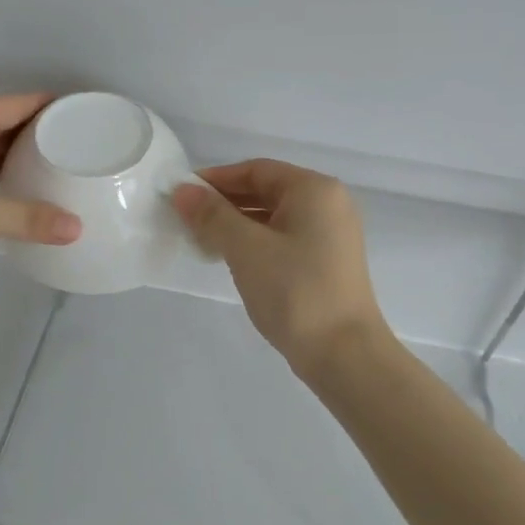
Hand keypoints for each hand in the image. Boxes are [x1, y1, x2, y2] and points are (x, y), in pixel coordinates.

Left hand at [0, 94, 80, 300]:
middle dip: (37, 136)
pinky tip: (16, 192)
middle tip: (82, 148)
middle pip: (0, 125)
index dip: (52, 107)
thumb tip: (78, 229)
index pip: (16, 104)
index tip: (88, 115)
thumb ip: (26, 218)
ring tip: (58, 170)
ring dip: (15, 160)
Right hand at [172, 159, 388, 373]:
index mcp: (314, 190)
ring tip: (202, 241)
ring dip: (237, 225)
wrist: (344, 355)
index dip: (215, 179)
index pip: (256, 170)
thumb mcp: (246, 249)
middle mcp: (328, 204)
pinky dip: (256, 242)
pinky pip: (285, 239)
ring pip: (274, 217)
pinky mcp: (327, 262)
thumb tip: (182, 190)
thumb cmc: (295, 291)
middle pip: (266, 190)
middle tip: (186, 220)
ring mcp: (331, 235)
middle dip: (224, 203)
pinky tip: (232, 260)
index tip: (181, 195)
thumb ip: (212, 215)